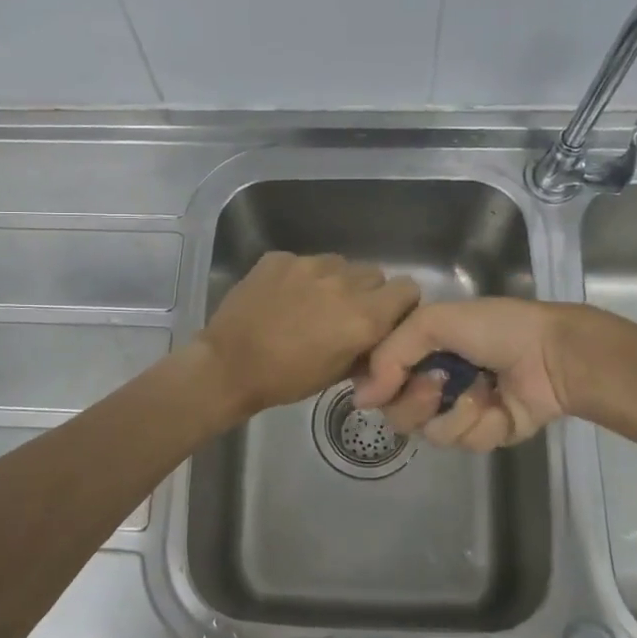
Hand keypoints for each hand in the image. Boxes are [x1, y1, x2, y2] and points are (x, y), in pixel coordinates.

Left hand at [197, 252, 421, 417]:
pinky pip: (305, 262)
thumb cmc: (286, 379)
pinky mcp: (280, 258)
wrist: (228, 365)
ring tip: (311, 304)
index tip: (386, 316)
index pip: (408, 288)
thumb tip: (379, 337)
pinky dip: (302, 277)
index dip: (400, 303)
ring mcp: (309, 265)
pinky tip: (282, 298)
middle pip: (374, 274)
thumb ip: (367, 349)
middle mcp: (343, 283)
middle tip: (345, 314)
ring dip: (335, 281)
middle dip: (367, 292)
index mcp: (364, 316)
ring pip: (340, 263)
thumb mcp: (337, 374)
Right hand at [350, 298, 578, 450]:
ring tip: (479, 393)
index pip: (379, 378)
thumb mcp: (433, 322)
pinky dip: (481, 425)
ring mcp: (458, 409)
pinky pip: (463, 442)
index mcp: (420, 350)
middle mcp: (433, 380)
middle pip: (397, 411)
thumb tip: (360, 400)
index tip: (386, 382)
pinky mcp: (484, 434)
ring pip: (428, 432)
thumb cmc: (495, 329)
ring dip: (454, 413)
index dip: (378, 384)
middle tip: (437, 384)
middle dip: (415, 400)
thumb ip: (389, 355)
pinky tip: (499, 406)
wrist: (552, 355)